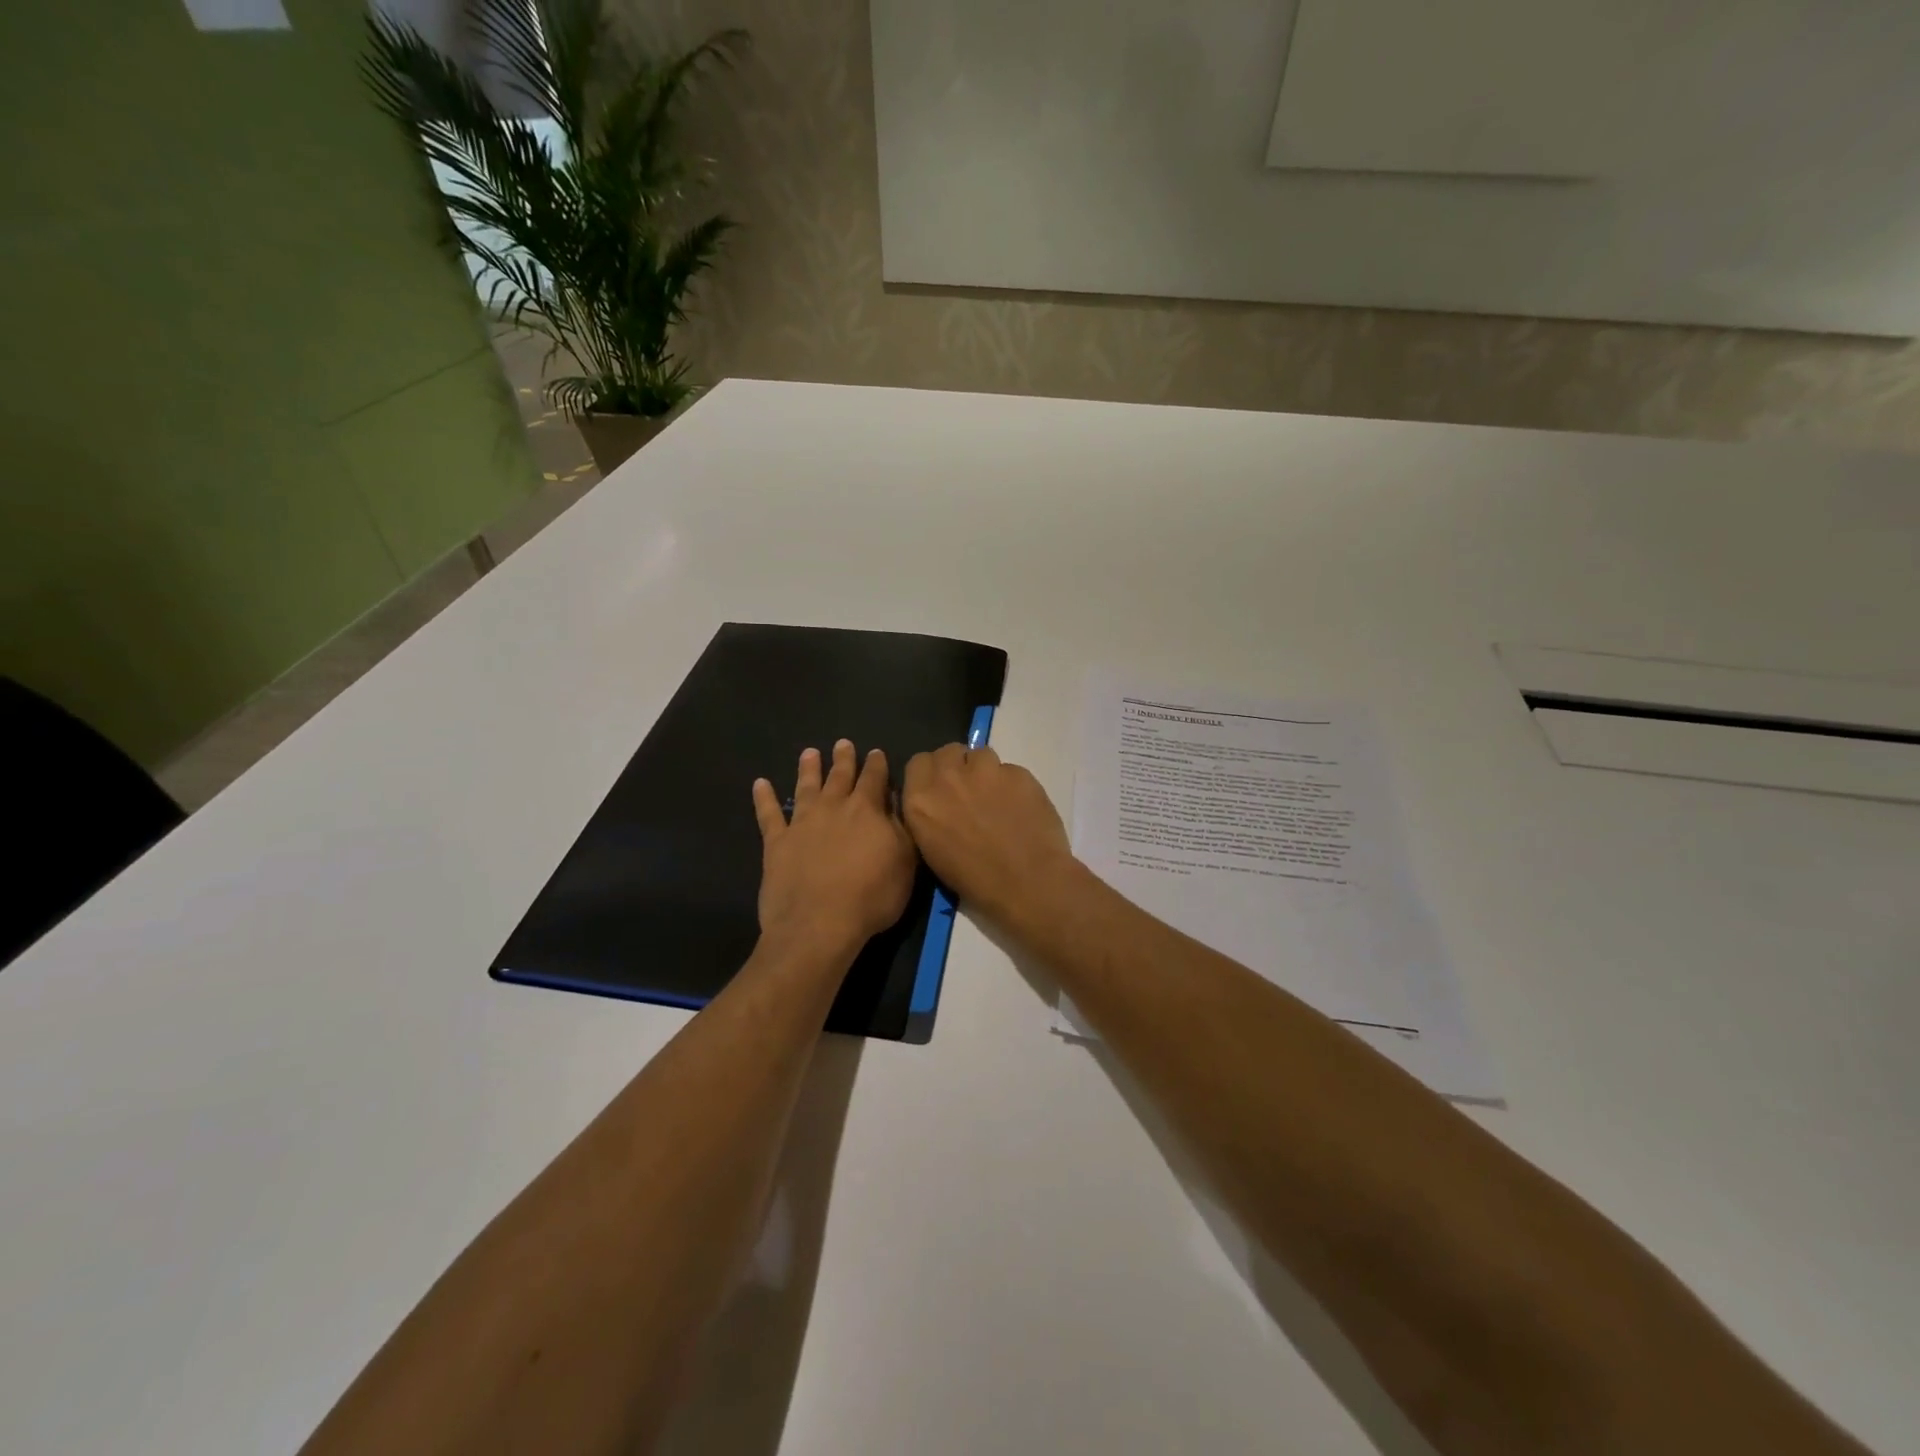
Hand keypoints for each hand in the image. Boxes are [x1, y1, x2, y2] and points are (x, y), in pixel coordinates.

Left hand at [752, 740, 916, 958]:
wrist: (819, 925)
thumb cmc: (871, 897)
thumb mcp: (904, 864)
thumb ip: (900, 829)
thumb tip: (894, 803)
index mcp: (867, 810)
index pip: (874, 778)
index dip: (877, 765)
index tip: (876, 752)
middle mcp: (833, 808)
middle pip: (839, 777)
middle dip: (843, 759)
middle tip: (843, 743)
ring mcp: (801, 823)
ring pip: (805, 787)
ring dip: (807, 769)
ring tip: (809, 752)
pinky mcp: (776, 843)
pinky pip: (768, 814)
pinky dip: (764, 798)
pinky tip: (760, 784)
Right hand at [901, 744, 1075, 927]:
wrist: (1027, 883)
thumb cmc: (974, 880)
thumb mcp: (932, 850)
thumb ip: (928, 815)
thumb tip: (936, 803)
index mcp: (921, 799)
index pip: (918, 763)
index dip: (931, 774)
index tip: (941, 789)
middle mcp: (949, 776)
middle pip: (947, 751)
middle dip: (956, 766)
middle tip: (968, 791)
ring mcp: (986, 770)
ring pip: (980, 754)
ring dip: (984, 771)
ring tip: (996, 798)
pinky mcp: (1018, 772)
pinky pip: (1010, 769)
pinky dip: (1012, 784)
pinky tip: (1020, 808)